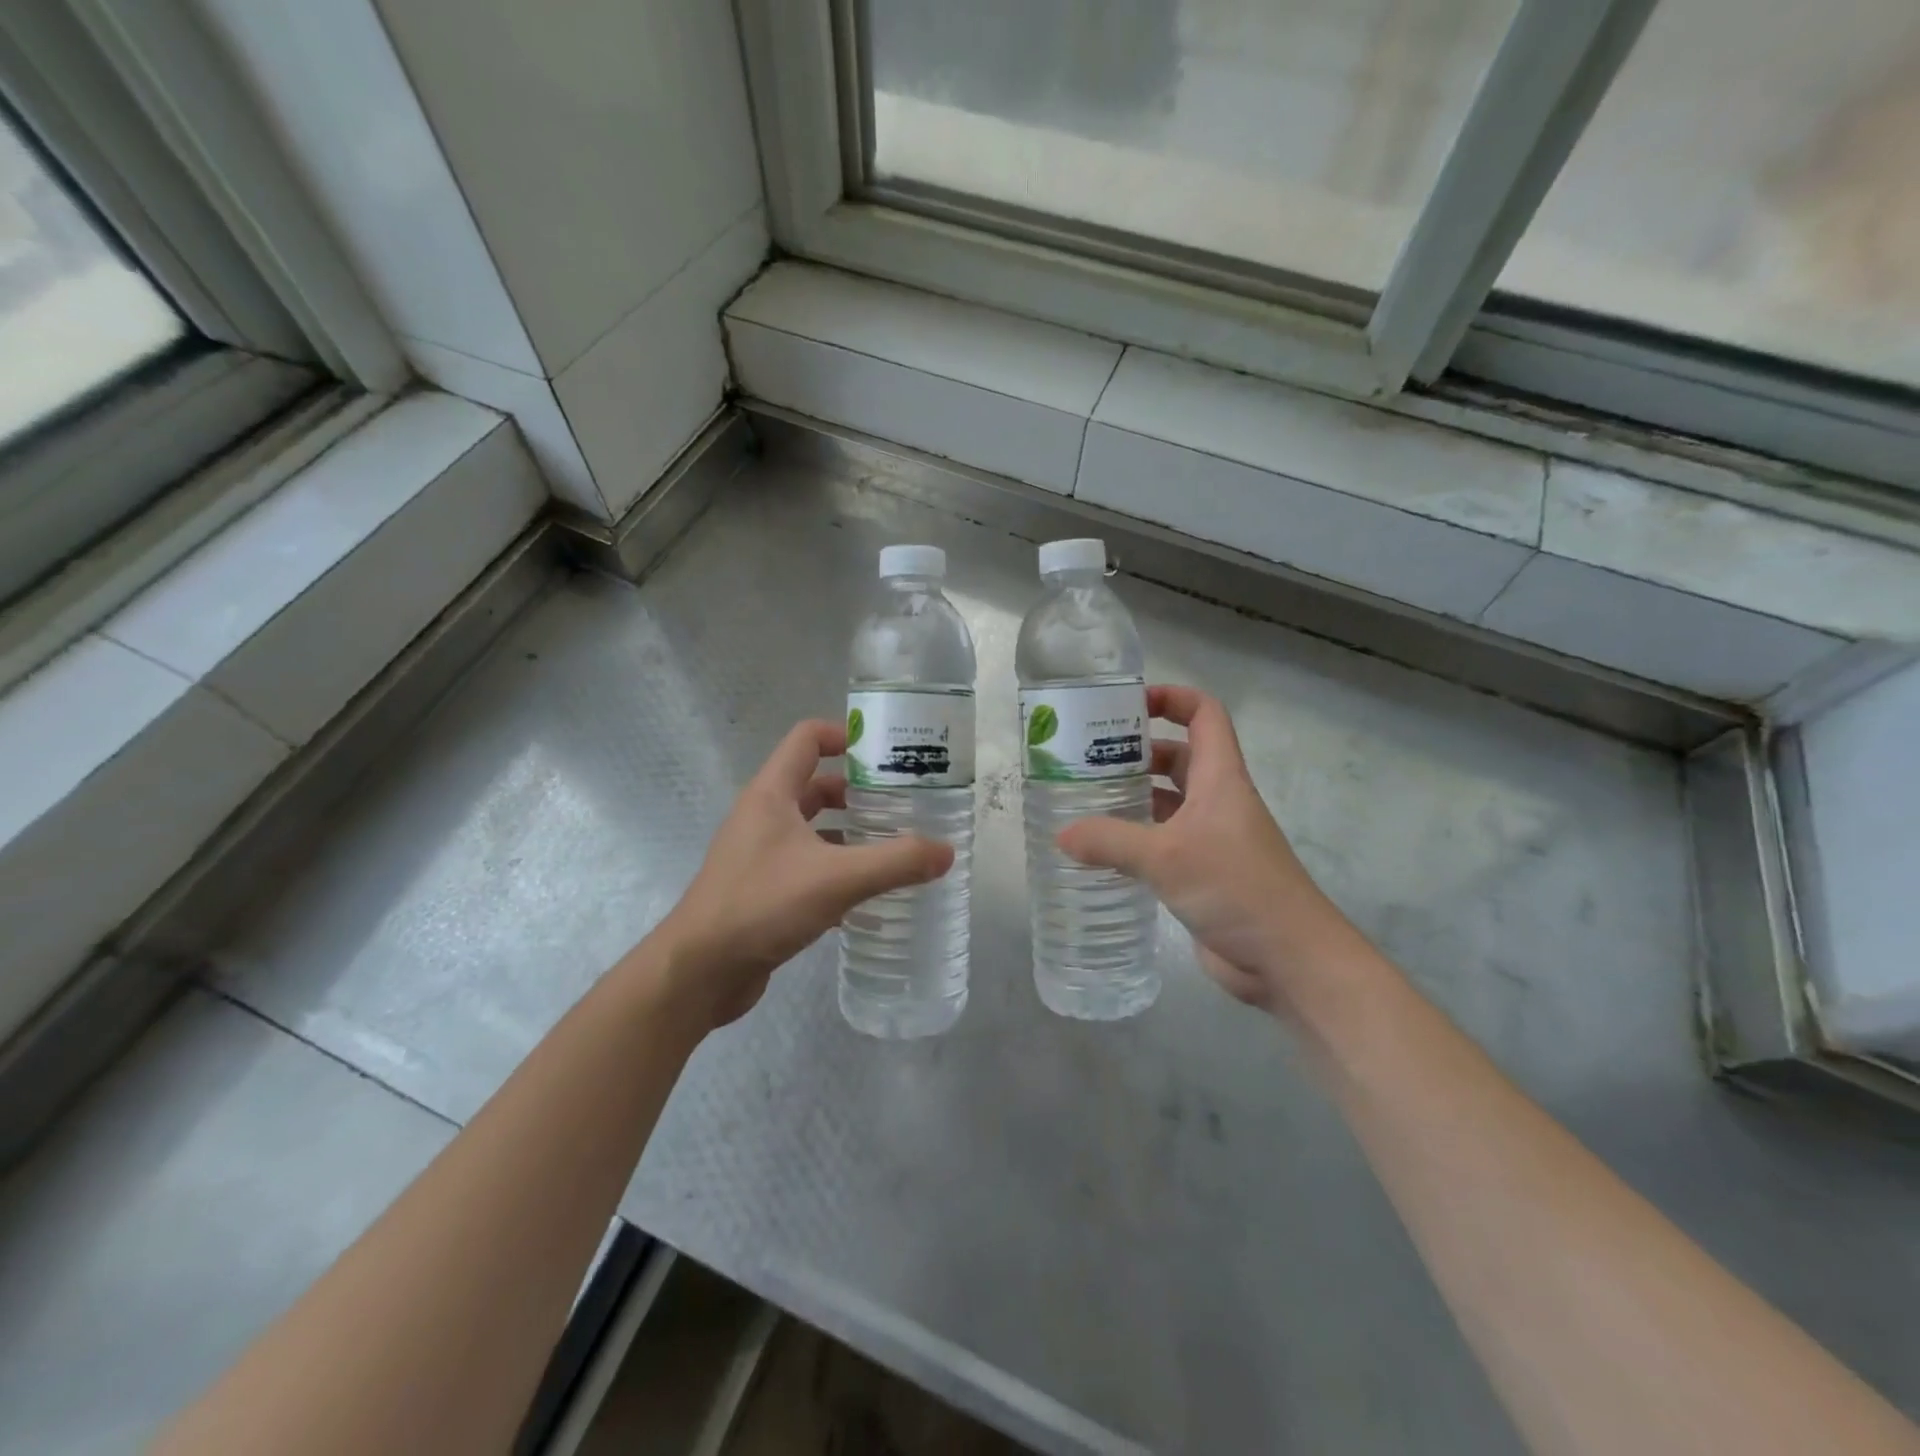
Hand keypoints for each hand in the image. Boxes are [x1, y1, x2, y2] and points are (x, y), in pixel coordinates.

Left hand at [651, 719, 953, 1030]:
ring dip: (851, 835)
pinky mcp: (763, 890)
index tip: (886, 753)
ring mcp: (760, 855)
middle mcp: (763, 816)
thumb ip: (895, 862)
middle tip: (905, 806)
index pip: (807, 738)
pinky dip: (837, 872)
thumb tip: (947, 851)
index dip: (845, 735)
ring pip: (814, 831)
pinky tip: (868, 896)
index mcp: (772, 794)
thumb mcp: (837, 878)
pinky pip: (808, 868)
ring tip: (895, 849)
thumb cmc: (762, 905)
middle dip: (860, 793)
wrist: (699, 972)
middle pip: (816, 785)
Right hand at [1057, 686, 1350, 1011]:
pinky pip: (1162, 844)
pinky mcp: (1202, 874)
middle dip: (1135, 753)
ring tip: (1082, 801)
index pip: (1204, 714)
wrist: (1288, 959)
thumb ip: (1110, 842)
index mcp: (1220, 778)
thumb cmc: (1236, 888)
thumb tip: (1062, 834)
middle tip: (1084, 760)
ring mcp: (1211, 839)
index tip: (1126, 705)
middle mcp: (1217, 801)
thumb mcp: (1166, 857)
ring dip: (1132, 798)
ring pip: (1167, 803)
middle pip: (1177, 757)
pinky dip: (1134, 841)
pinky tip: (1100, 852)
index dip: (1171, 698)